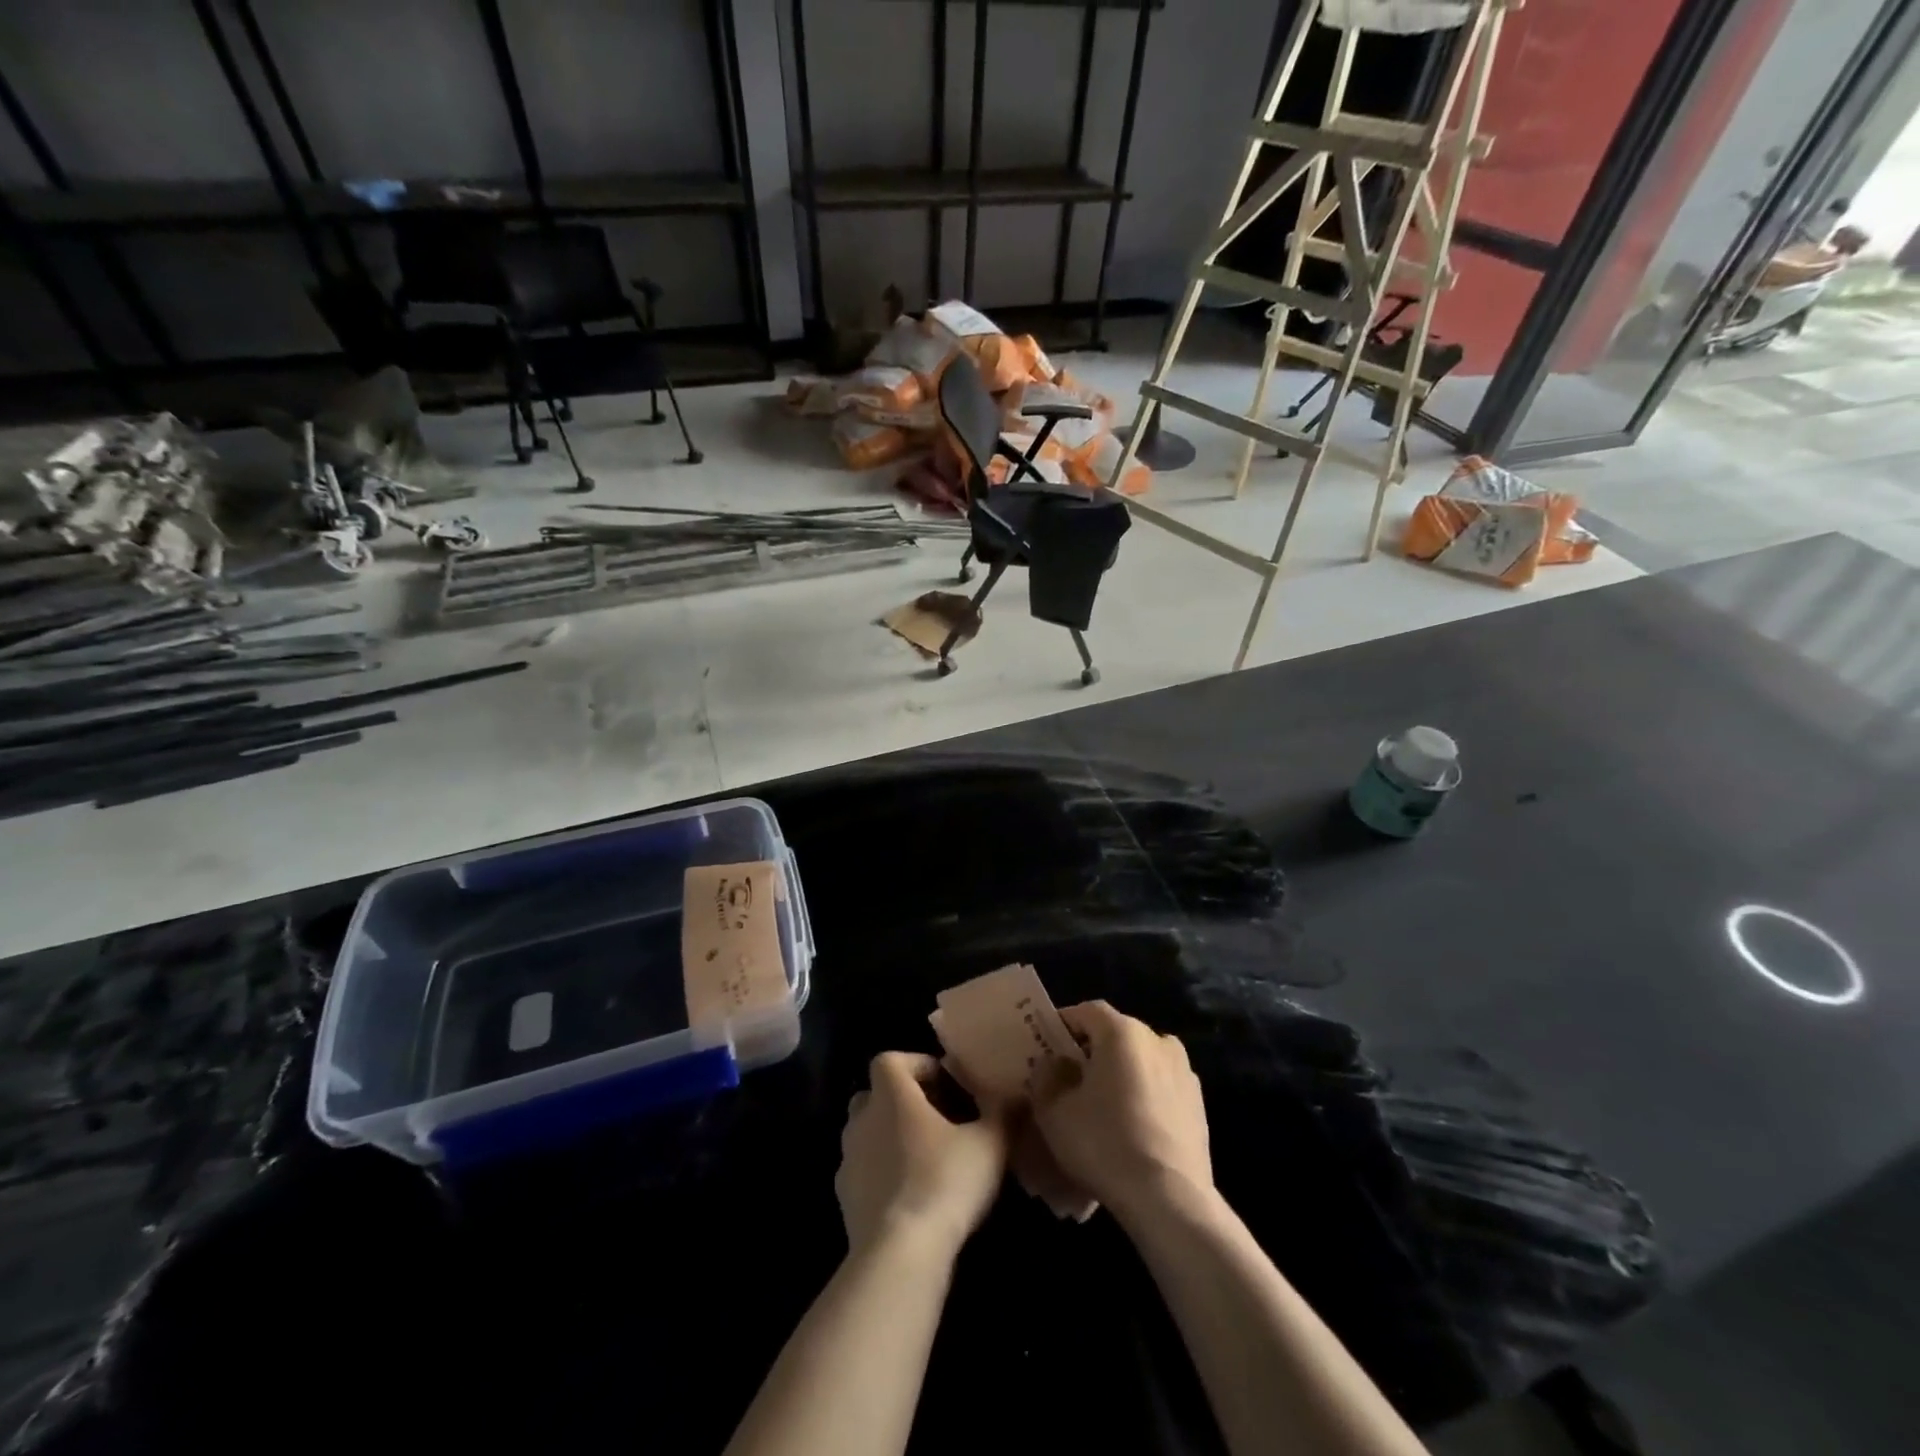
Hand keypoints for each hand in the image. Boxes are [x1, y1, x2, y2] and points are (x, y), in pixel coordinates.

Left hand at [836, 1052, 1010, 1260]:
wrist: (899, 1253)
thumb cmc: (944, 1181)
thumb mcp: (989, 1144)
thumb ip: (1004, 1114)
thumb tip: (1020, 1097)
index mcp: (890, 1093)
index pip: (891, 1060)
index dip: (917, 1066)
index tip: (946, 1084)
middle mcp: (862, 1118)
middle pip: (876, 1096)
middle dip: (904, 1102)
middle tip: (939, 1121)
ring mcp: (848, 1159)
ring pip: (869, 1134)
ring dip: (892, 1139)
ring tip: (928, 1160)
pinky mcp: (844, 1198)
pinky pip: (865, 1172)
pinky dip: (883, 1175)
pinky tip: (911, 1196)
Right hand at [1032, 1002, 1211, 1216]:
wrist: (1169, 1199)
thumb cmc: (1104, 1144)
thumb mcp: (1053, 1112)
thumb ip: (1047, 1077)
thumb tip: (1055, 1064)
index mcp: (1122, 1032)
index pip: (1086, 1011)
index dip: (1063, 1025)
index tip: (1046, 1047)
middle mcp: (1158, 1040)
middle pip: (1116, 1035)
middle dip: (1092, 1052)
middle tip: (1070, 1080)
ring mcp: (1184, 1072)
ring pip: (1140, 1062)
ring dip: (1120, 1075)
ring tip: (1102, 1108)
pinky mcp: (1199, 1104)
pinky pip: (1160, 1088)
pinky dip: (1143, 1097)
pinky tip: (1130, 1129)